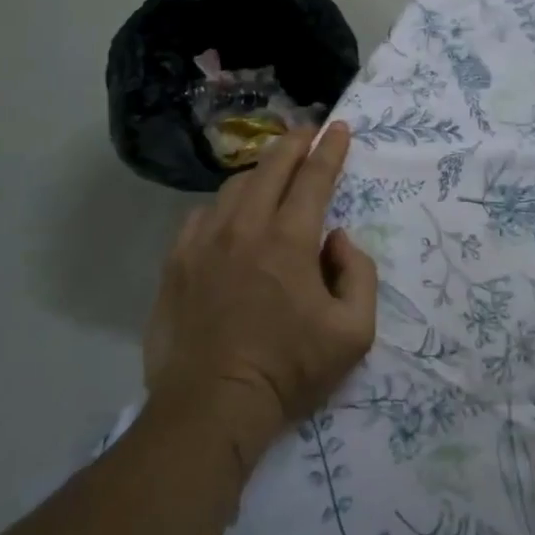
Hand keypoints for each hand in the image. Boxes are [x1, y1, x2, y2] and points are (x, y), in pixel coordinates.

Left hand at [146, 122, 377, 473]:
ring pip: (234, 187)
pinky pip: (201, 216)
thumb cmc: (289, 370)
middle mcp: (245, 227)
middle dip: (294, 142)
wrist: (211, 406)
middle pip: (271, 166)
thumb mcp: (354, 332)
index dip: (330, 148)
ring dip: (259, 173)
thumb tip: (337, 238)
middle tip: (308, 132)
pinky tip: (229, 218)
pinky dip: (222, 207)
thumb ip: (359, 274)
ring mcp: (203, 242)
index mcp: (290, 239)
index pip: (314, 177)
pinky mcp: (176, 262)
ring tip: (272, 175)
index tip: (340, 128)